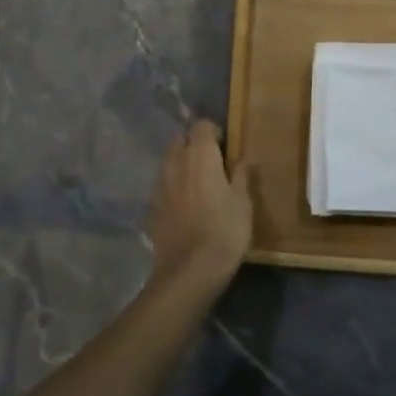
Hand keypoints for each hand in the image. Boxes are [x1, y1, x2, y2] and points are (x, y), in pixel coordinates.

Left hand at [147, 119, 252, 292]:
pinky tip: (184, 204)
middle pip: (180, 139)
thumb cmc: (225, 231)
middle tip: (211, 161)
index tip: (225, 146)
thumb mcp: (243, 203)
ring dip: (181, 164)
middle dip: (193, 144)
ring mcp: (160, 184)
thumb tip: (242, 161)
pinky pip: (163, 185)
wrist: (190, 270)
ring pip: (168, 161)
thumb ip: (241, 177)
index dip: (214, 132)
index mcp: (200, 155)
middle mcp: (176, 162)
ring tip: (197, 182)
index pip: (202, 125)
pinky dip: (172, 186)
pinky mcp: (152, 206)